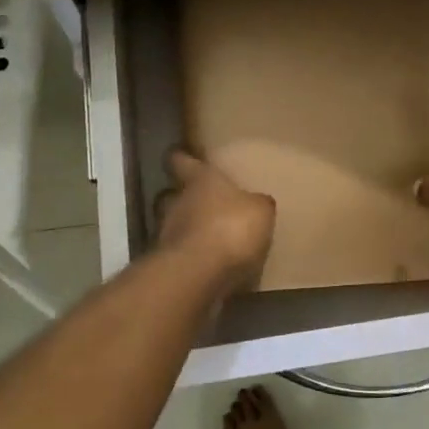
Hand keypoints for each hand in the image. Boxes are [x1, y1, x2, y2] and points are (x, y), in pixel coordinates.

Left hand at [155, 149, 275, 293]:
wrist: (199, 275)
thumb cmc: (231, 228)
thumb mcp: (260, 211)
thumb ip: (257, 204)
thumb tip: (257, 202)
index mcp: (199, 180)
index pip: (181, 160)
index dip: (181, 157)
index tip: (181, 153)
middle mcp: (177, 202)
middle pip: (175, 194)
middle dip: (188, 199)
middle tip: (206, 204)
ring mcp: (168, 235)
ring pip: (176, 225)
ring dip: (190, 230)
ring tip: (212, 239)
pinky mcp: (169, 265)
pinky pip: (182, 255)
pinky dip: (194, 258)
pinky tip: (212, 266)